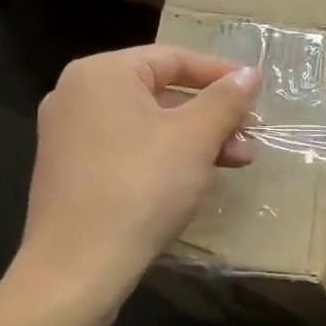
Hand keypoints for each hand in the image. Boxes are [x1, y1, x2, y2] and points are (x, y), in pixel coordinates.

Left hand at [18, 46, 258, 310]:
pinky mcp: (69, 172)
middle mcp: (77, 94)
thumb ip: (225, 100)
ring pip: (146, 125)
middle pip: (159, 92)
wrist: (77, 267)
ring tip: (236, 163)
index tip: (257, 91)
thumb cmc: (141, 187)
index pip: (173, 58)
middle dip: (211, 114)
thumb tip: (250, 73)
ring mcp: (67, 135)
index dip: (221, 74)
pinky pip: (126, 150)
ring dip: (194, 140)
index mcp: (101, 73)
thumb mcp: (194, 138)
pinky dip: (164, 157)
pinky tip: (195, 180)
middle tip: (250, 135)